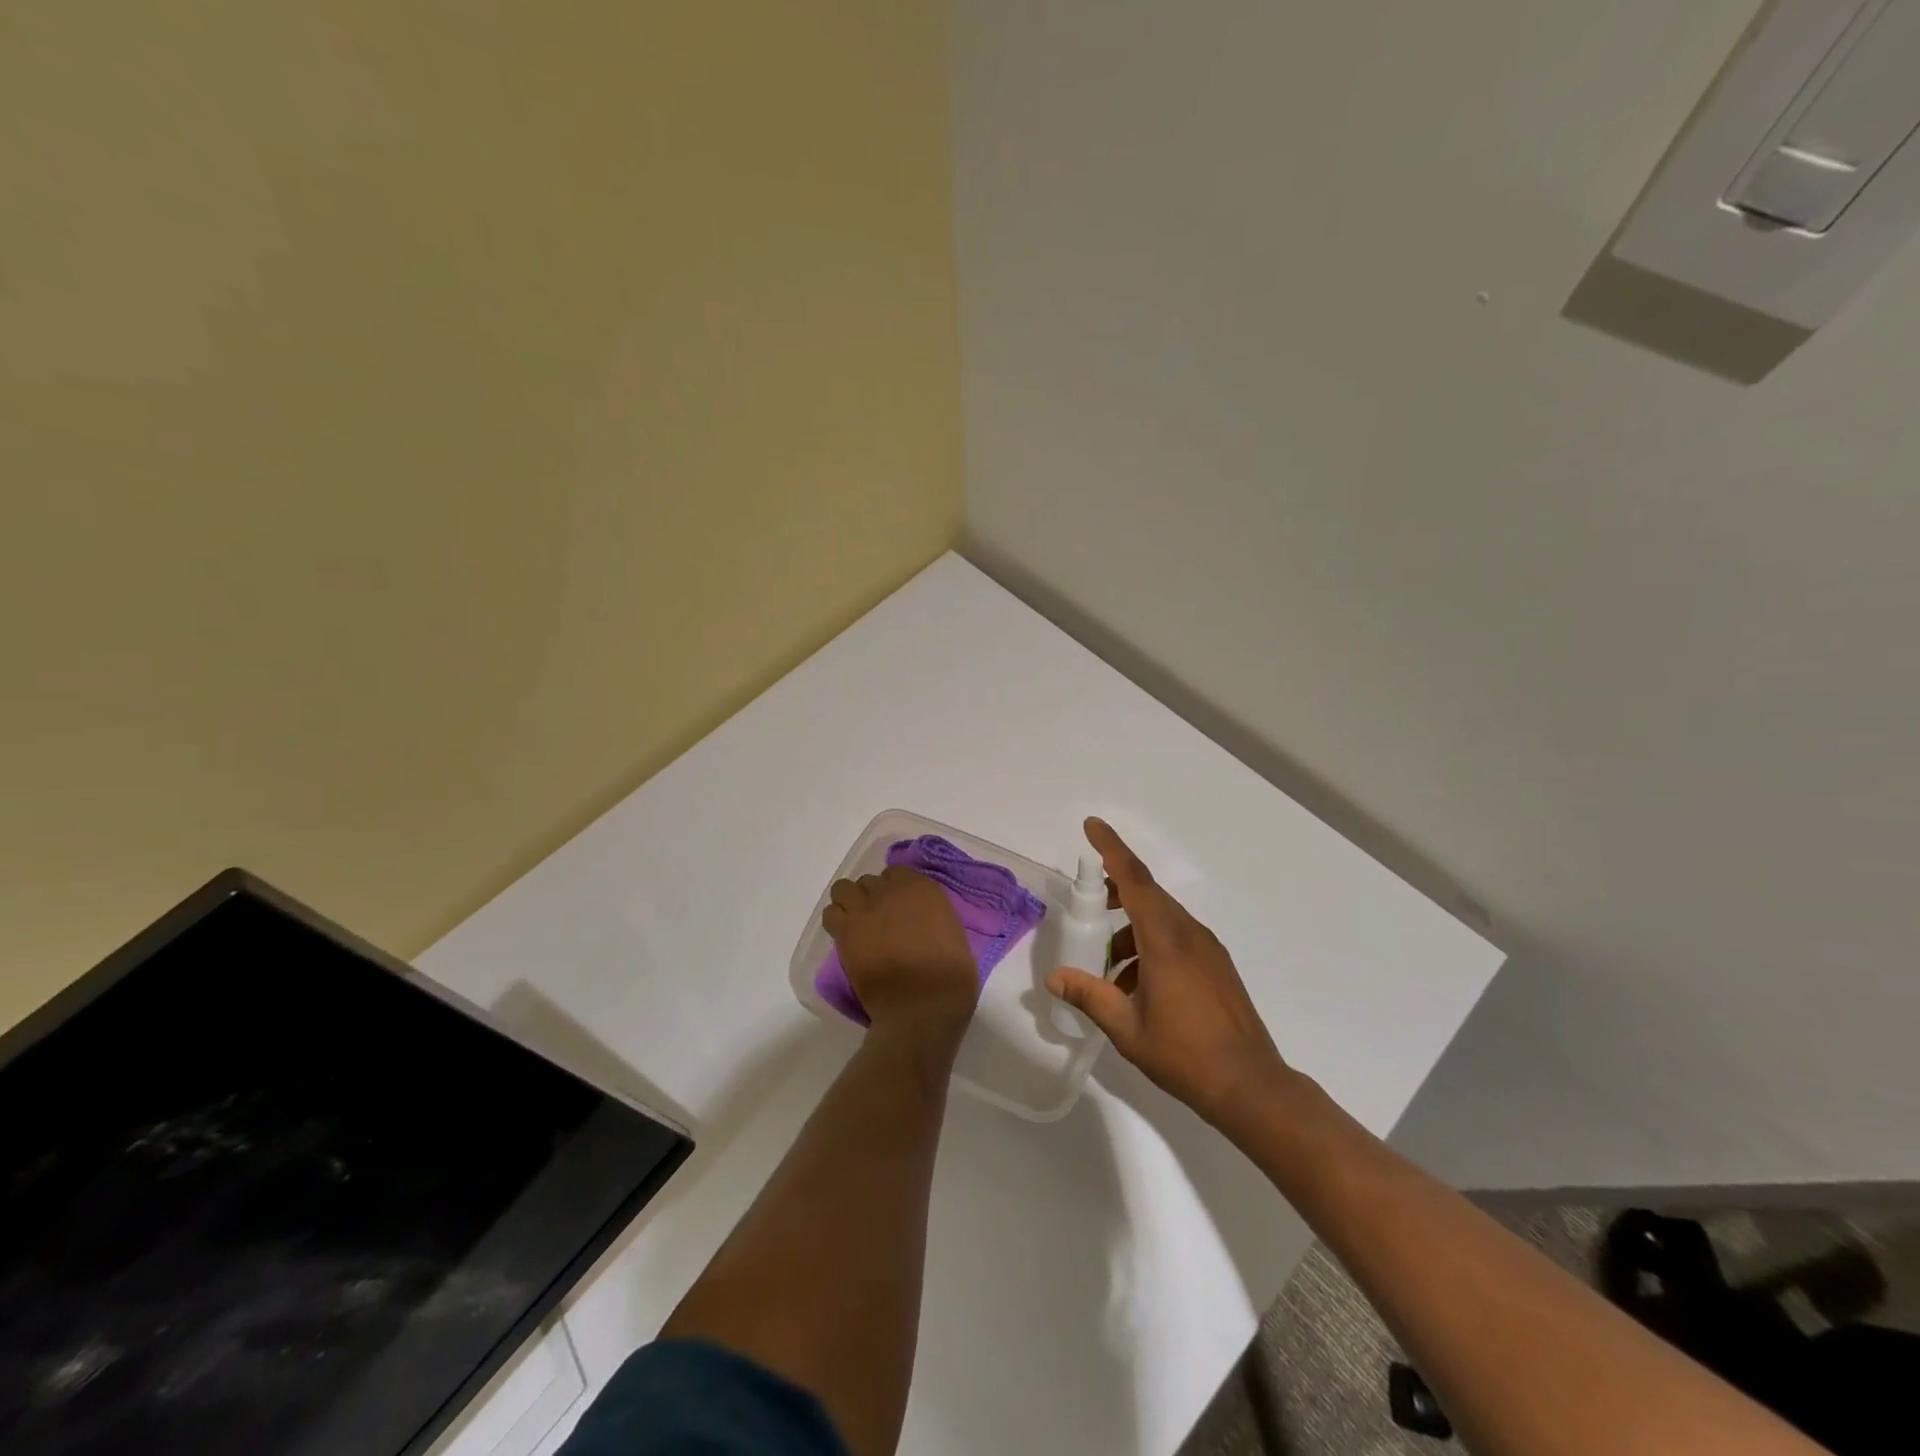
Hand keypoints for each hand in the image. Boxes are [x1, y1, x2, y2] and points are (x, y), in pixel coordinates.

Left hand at [823, 864, 979, 1043]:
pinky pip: (830, 913)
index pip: (897, 873)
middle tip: (878, 921)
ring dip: (850, 903)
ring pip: (844, 889)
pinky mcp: (846, 932)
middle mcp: (892, 891)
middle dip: (872, 898)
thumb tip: (919, 919)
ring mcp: (866, 909)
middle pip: (870, 881)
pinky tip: (847, 938)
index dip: (894, 890)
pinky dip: (836, 922)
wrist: (924, 1005)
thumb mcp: (952, 931)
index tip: (897, 908)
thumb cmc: (950, 975)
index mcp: (922, 889)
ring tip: (858, 925)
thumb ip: (932, 914)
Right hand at [1047, 819, 1290, 1129]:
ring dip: (1131, 930)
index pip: (1134, 880)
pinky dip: (1150, 946)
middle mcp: (1189, 934)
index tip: (1092, 825)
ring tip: (1109, 970)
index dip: (1112, 849)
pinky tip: (1137, 985)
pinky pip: (1177, 938)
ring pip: (1161, 919)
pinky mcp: (1217, 965)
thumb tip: (1054, 977)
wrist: (1251, 1086)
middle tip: (1089, 905)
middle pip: (1147, 895)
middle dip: (1116, 892)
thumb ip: (1089, 996)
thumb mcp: (1127, 1028)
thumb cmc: (1185, 1055)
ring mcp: (1207, 948)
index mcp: (1165, 941)